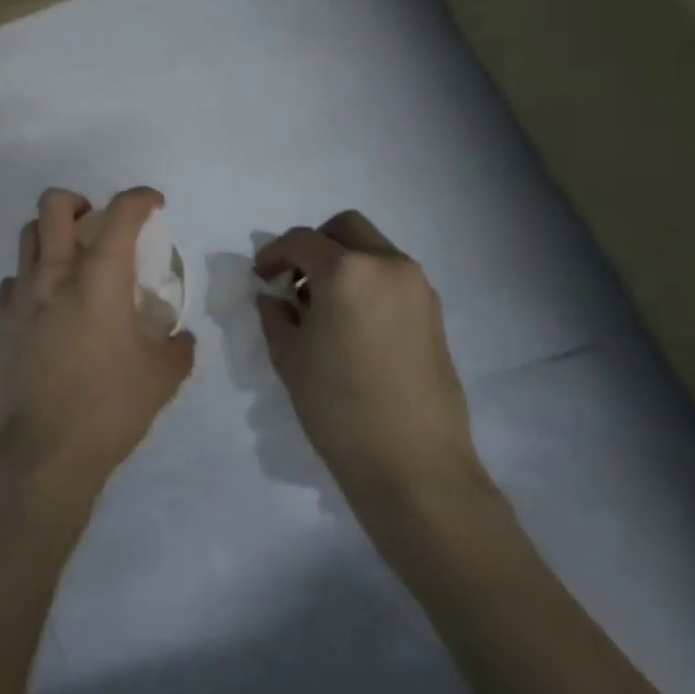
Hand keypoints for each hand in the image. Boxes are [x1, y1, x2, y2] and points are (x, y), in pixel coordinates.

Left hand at [0, 187, 196, 506]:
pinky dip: (31, 279)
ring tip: (70, 261)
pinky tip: (46, 305)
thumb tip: (180, 337)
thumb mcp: (161, 380)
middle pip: (54, 205)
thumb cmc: (108, 409)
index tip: (152, 203)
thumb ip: (176, 348)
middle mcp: (54, 275)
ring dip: (52, 234)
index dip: (139, 198)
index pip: (120, 214)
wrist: (42, 452)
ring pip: (28, 235)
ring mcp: (20, 296)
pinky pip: (13, 280)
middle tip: (95, 224)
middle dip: (79, 201)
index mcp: (99, 280)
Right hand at [254, 212, 483, 522]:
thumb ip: (275, 314)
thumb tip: (274, 297)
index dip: (273, 254)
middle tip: (293, 280)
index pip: (301, 240)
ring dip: (342, 263)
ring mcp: (418, 288)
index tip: (260, 277)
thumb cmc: (338, 406)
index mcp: (347, 271)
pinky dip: (366, 282)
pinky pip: (392, 277)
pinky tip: (349, 323)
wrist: (413, 464)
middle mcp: (388, 266)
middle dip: (314, 245)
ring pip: (372, 250)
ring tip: (320, 307)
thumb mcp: (289, 356)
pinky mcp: (434, 314)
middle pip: (345, 228)